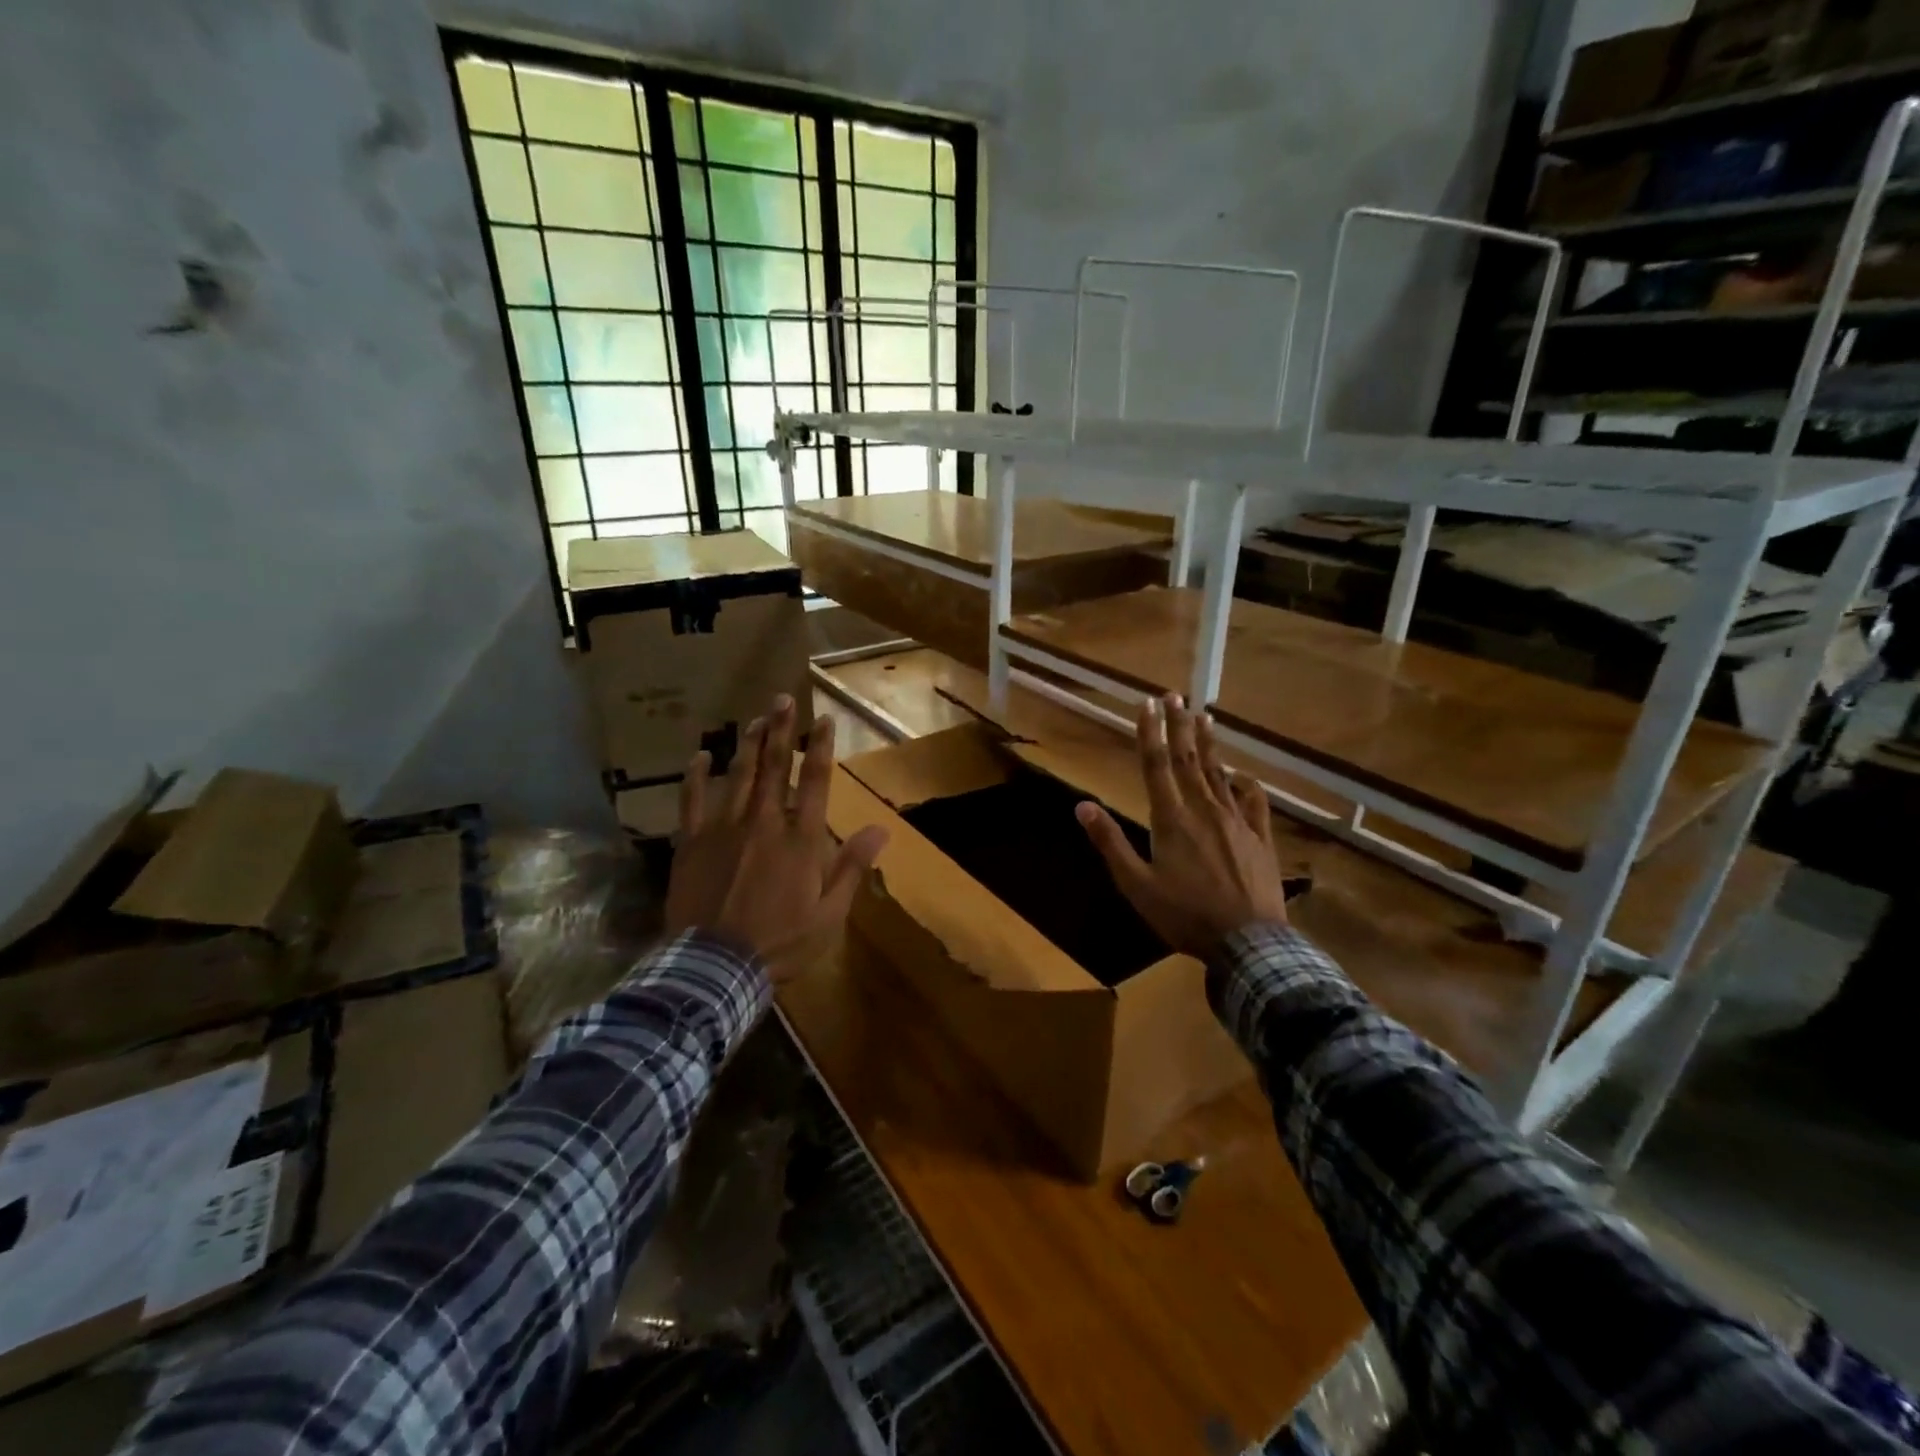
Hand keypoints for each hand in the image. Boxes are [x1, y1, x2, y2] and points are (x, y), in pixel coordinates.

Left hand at [665, 695, 888, 983]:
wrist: (716, 966)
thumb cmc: (781, 942)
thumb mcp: (829, 914)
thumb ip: (852, 867)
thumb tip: (881, 829)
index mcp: (800, 839)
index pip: (816, 782)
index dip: (821, 747)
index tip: (823, 719)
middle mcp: (764, 822)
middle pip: (775, 767)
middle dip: (781, 730)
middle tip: (783, 698)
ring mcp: (724, 829)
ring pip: (738, 775)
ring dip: (748, 743)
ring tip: (756, 717)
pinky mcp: (692, 842)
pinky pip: (692, 800)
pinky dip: (696, 776)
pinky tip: (700, 755)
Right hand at [1076, 693, 1287, 957]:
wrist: (1249, 942)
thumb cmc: (1185, 915)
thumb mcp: (1137, 885)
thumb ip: (1111, 843)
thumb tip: (1082, 806)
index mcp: (1171, 819)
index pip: (1156, 765)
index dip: (1149, 732)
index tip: (1146, 703)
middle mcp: (1204, 810)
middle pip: (1187, 760)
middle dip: (1178, 725)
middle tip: (1174, 695)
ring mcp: (1236, 822)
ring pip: (1219, 774)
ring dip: (1208, 744)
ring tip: (1203, 717)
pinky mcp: (1260, 838)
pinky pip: (1254, 803)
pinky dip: (1247, 785)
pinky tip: (1244, 775)